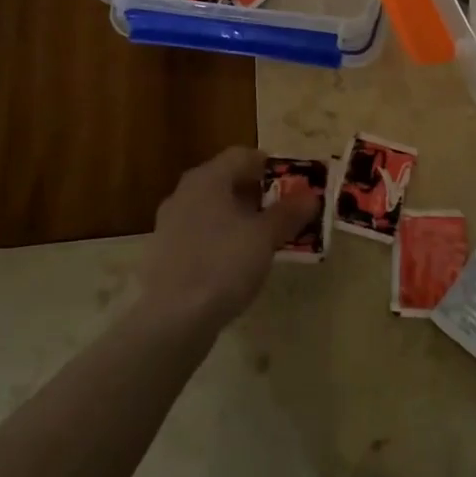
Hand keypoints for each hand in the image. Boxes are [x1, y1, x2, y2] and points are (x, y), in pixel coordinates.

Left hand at [138, 146, 319, 330]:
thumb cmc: (223, 264)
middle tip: (283, 213)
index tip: (293, 185)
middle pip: (226, 181)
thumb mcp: (264, 237)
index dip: (270, 166)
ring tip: (263, 240)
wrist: (172, 320)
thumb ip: (288, 213)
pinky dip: (220, 239)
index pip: (242, 155)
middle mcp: (184, 192)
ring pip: (212, 209)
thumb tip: (311, 195)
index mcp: (207, 178)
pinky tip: (235, 264)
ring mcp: (170, 223)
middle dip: (256, 194)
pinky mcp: (164, 254)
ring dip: (238, 218)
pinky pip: (200, 234)